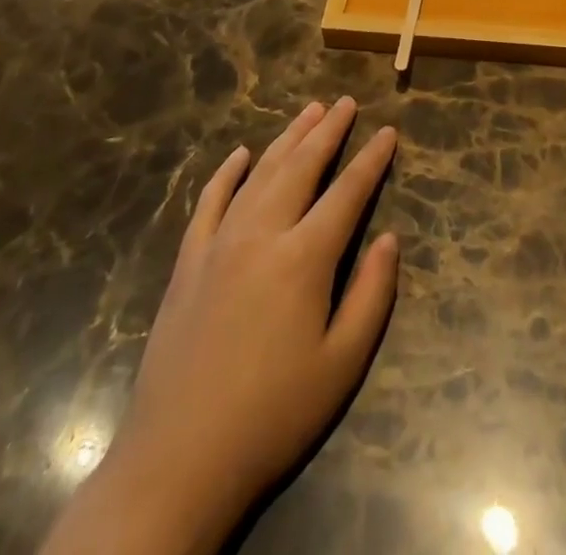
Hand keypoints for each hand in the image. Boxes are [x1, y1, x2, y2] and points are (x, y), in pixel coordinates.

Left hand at [45, 100, 399, 554]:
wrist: (176, 464)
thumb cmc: (272, 416)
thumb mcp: (342, 365)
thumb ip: (372, 294)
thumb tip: (389, 238)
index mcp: (303, 258)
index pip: (348, 192)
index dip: (372, 159)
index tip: (388, 131)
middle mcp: (262, 235)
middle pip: (302, 167)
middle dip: (329, 131)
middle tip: (347, 102)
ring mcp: (218, 245)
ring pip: (260, 174)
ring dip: (288, 138)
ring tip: (310, 110)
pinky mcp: (187, 264)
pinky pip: (209, 202)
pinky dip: (227, 173)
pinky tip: (241, 154)